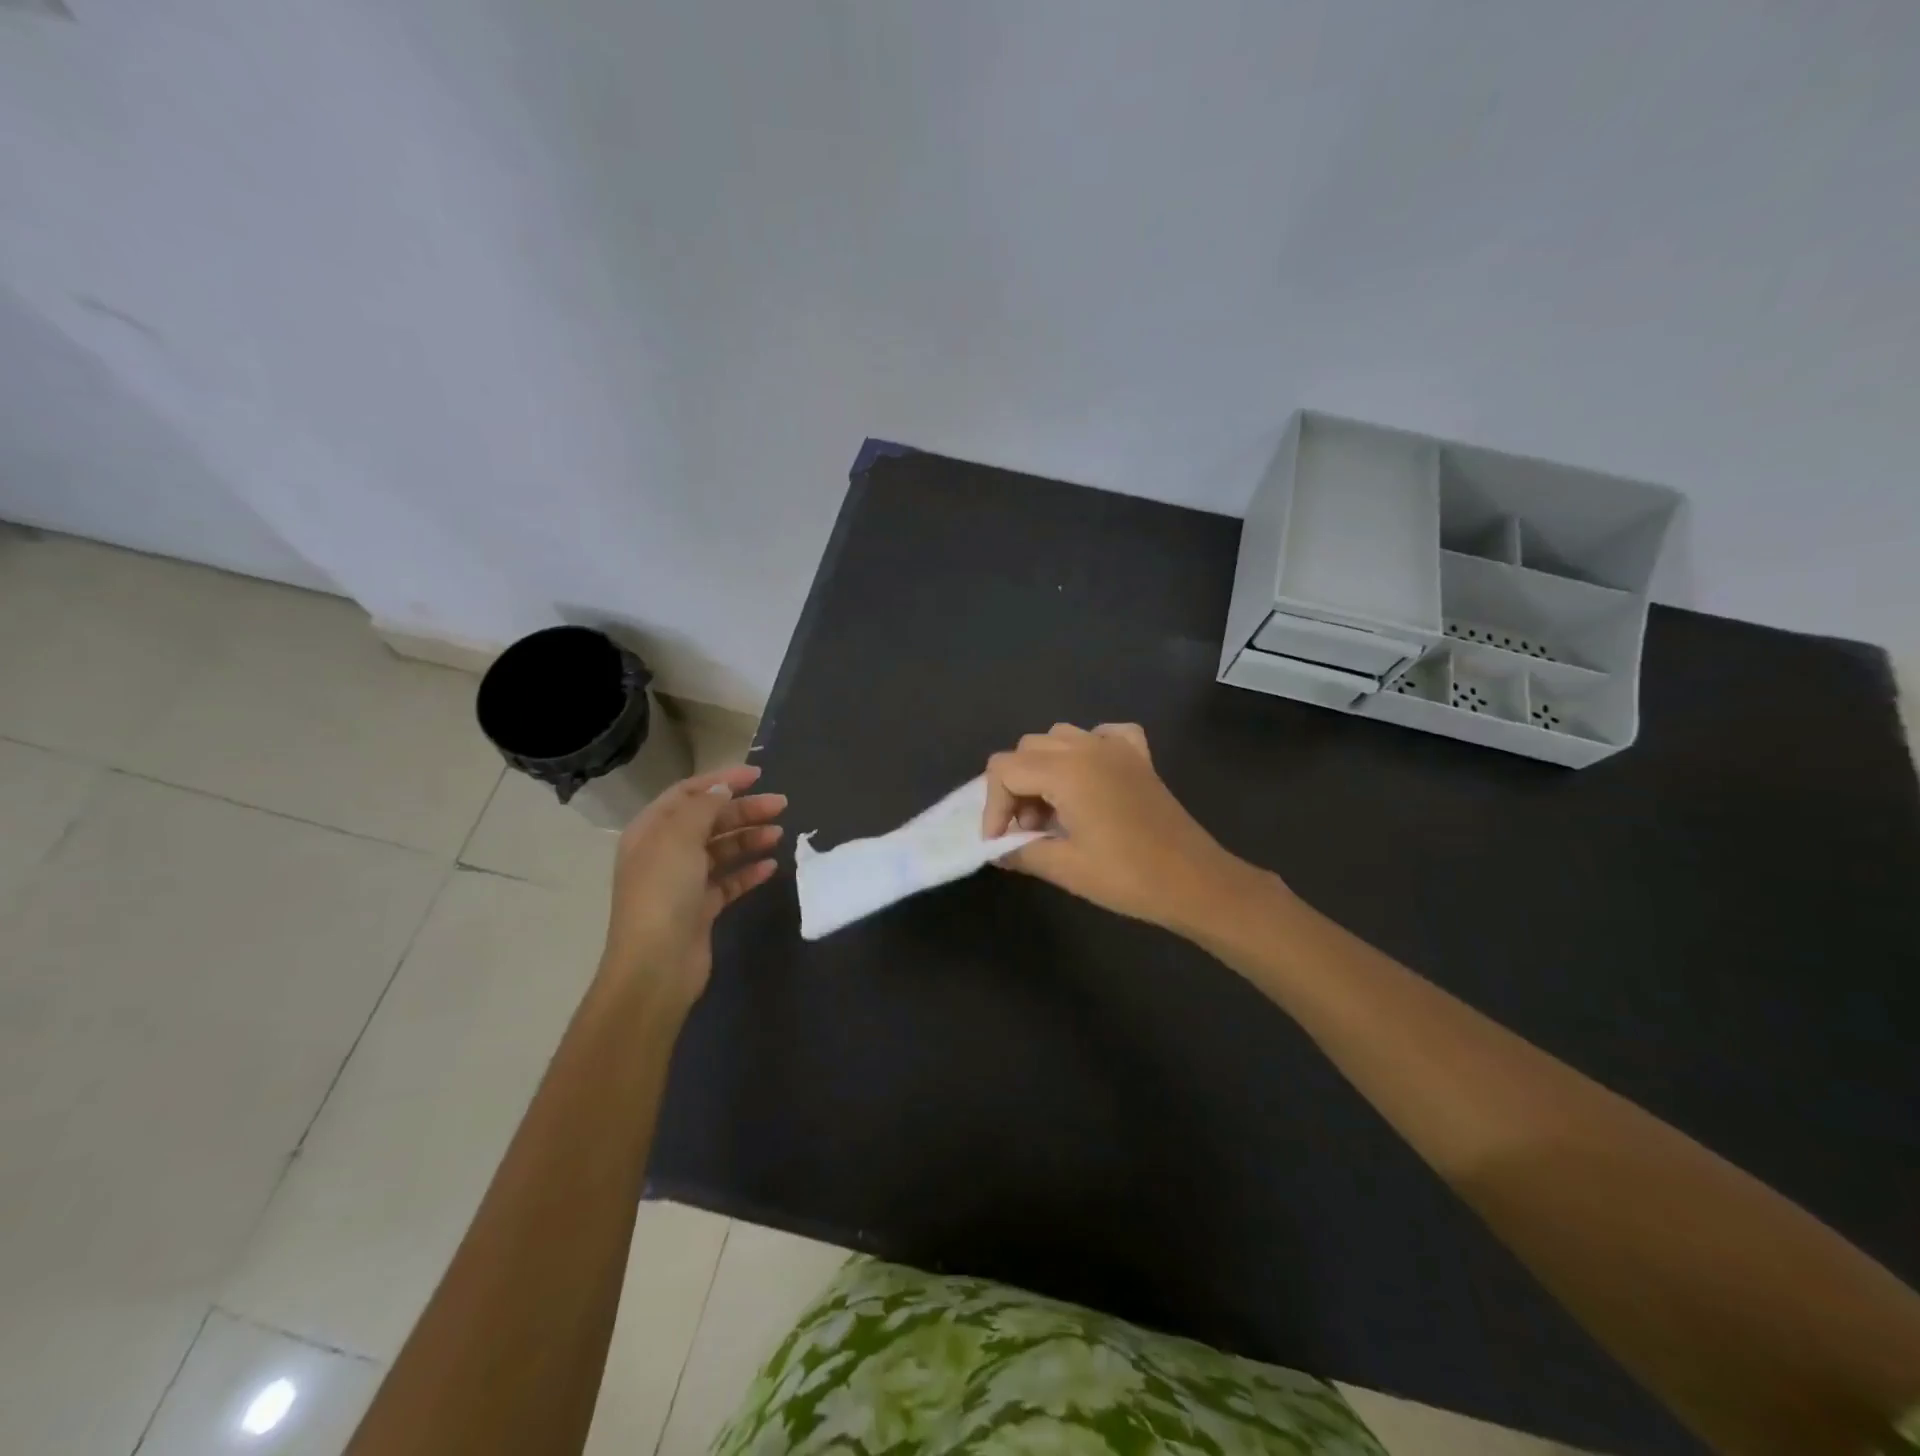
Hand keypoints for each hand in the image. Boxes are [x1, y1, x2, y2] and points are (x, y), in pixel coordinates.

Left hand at [600, 765, 785, 1008]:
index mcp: (651, 831)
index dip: (721, 780)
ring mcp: (682, 883)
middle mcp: (664, 853)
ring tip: (779, 834)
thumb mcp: (679, 839)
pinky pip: (728, 881)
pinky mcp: (700, 909)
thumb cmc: (663, 893)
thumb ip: (702, 808)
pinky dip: (748, 871)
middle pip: (708, 821)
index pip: (688, 794)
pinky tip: (770, 866)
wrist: (656, 965)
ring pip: (721, 850)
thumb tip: (722, 788)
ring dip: (749, 838)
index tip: (757, 775)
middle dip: (743, 810)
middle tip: (781, 805)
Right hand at [982, 723, 1257, 933]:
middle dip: (1016, 788)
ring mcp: (1117, 747)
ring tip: (1053, 810)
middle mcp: (1088, 747)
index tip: (1000, 841)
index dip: (993, 806)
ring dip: (1044, 768)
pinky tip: (1089, 778)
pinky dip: (1087, 750)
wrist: (1195, 882)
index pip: (1005, 770)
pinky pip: (1104, 734)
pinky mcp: (1139, 758)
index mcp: (1067, 770)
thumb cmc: (1127, 876)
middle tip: (1027, 830)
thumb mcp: (1065, 868)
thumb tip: (998, 850)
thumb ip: (1022, 851)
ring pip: (1060, 737)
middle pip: (1027, 749)